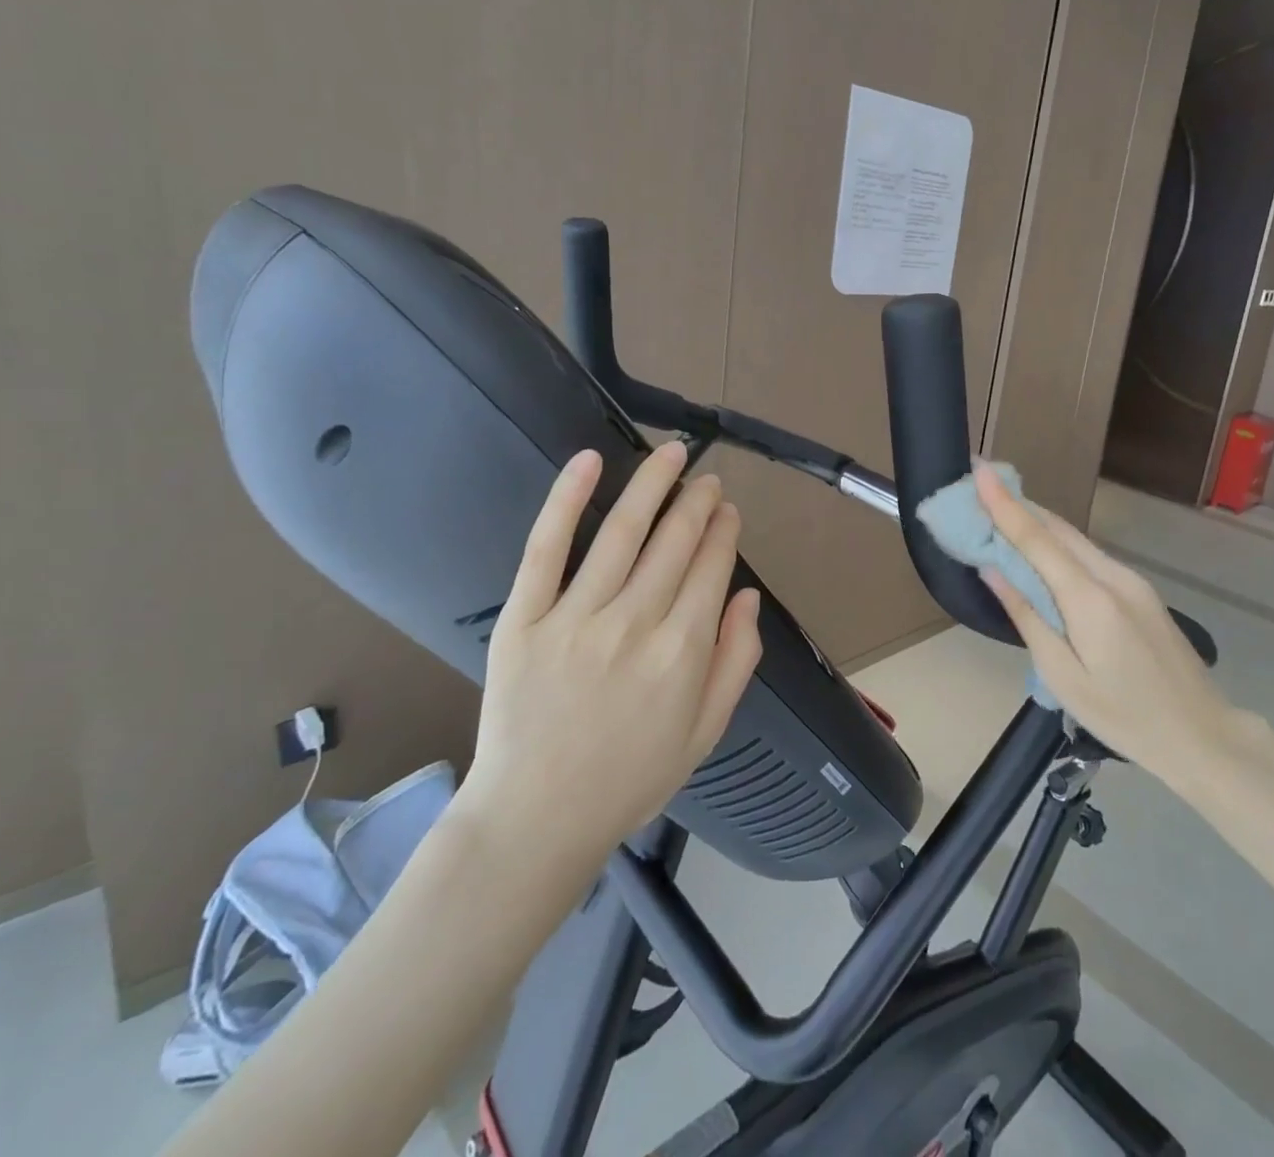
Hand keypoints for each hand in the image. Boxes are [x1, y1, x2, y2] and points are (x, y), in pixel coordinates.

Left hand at [458, 441, 762, 871]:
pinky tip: (589, 461)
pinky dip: (567, 499)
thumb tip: (749, 596)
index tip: (729, 512)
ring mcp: (575, 617)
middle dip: (699, 502)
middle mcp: (635, 624)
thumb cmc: (630, 778)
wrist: (535, 819)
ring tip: (673, 454)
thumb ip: (736, 660)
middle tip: (708, 479)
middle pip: (676, 542)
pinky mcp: (523, 618)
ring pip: (623, 532)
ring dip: (654, 485)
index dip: (724, 532)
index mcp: (683, 652)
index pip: (712, 568)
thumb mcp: (706, 732)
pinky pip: (546, 548)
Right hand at [972, 463, 1253, 794]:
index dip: (1003, 503)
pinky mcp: (1140, 590)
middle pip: (1057, 529)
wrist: (1203, 734)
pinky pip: (1089, 556)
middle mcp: (1112, 576)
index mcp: (1090, 598)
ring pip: (1075, 539)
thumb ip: (1027, 616)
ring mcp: (1131, 580)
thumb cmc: (1124, 717)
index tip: (979, 468)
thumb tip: (992, 570)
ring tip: (1000, 514)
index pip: (1037, 538)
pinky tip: (1040, 550)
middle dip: (1016, 505)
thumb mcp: (1063, 675)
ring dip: (1037, 523)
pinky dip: (1058, 545)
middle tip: (980, 488)